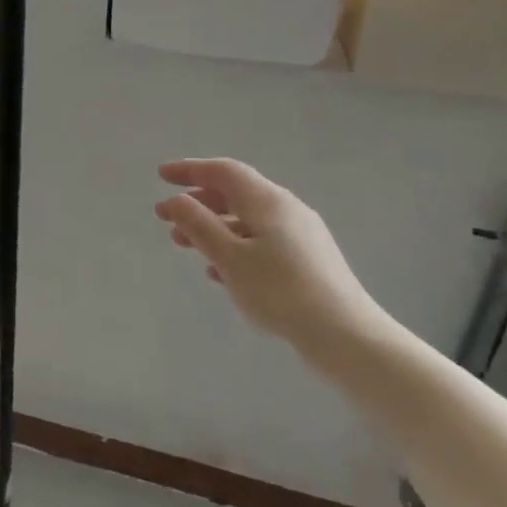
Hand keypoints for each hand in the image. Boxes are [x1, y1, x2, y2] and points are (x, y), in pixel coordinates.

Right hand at [153, 158, 386, 355]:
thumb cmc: (280, 291)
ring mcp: (301, 235)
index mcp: (267, 201)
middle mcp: (286, 209)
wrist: (346, 336)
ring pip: (246, 220)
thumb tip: (177, 200)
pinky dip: (234, 247)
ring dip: (212, 228)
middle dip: (197, 203)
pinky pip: (261, 242)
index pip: (223, 172)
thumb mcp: (229, 258)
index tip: (161, 176)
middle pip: (235, 194)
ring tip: (184, 246)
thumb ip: (199, 225)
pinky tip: (219, 273)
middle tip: (165, 218)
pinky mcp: (308, 261)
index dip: (189, 170)